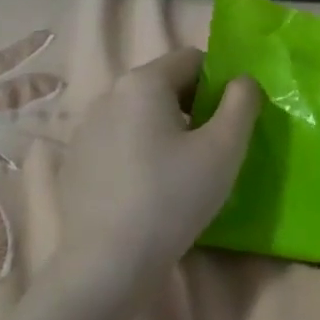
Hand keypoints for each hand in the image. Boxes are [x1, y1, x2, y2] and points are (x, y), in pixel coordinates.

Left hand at [57, 48, 259, 286]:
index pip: (192, 58)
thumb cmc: (174, 197)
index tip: (232, 121)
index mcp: (143, 83)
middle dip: (194, 108)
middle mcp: (108, 96)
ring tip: (183, 174)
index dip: (220, 83)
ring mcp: (86, 130)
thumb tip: (243, 82)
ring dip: (167, 132)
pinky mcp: (76, 163)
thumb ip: (242, 104)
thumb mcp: (224, 149)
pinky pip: (120, 144)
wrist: (109, 261)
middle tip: (214, 150)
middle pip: (164, 86)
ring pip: (140, 117)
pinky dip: (141, 155)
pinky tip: (150, 192)